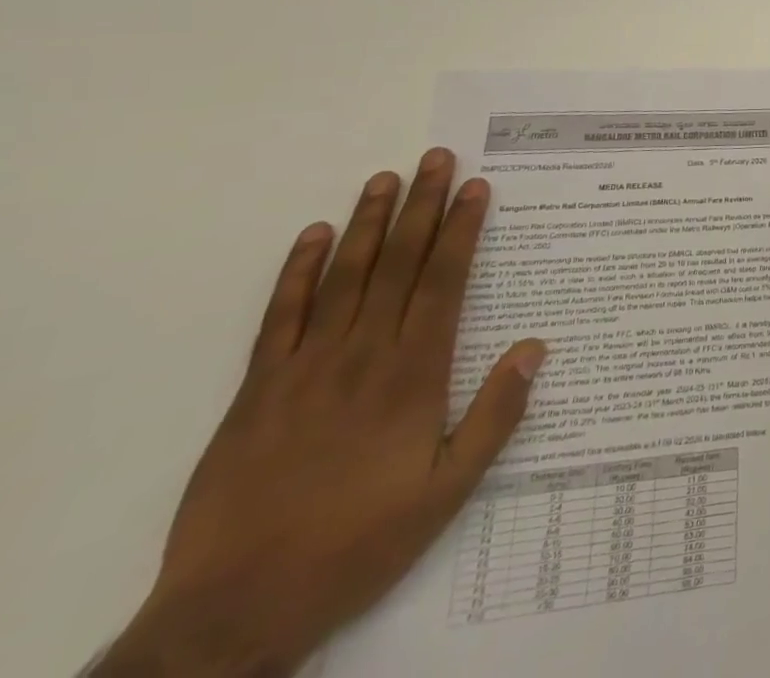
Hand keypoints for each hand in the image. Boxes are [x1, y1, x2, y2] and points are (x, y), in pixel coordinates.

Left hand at [97, 150, 544, 677]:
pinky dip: (297, 271)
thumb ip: (495, 416)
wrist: (234, 611)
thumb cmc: (357, 544)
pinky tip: (314, 235)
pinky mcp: (257, 389)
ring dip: (369, 223)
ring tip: (386, 178)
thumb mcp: (446, 492)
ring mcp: (305, 367)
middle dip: (423, 206)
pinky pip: (280, 317)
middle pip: (400, 264)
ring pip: (345, 276)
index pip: (444, 281)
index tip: (475, 188)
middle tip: (436, 158)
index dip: (462, 229)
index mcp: (414, 373)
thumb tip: (536, 347)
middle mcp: (364, 354)